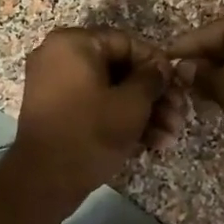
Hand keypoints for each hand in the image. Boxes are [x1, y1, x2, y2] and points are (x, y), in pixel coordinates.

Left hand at [8, 27, 187, 207]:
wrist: (44, 180)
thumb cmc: (91, 132)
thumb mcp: (132, 103)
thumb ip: (152, 78)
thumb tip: (161, 68)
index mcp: (73, 43)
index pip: (127, 43)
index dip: (157, 65)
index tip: (179, 86)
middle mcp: (59, 56)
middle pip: (119, 69)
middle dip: (153, 96)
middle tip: (179, 116)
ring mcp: (55, 85)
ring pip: (109, 91)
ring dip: (142, 112)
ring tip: (169, 137)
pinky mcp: (57, 112)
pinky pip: (93, 106)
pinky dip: (119, 120)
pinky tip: (150, 143)